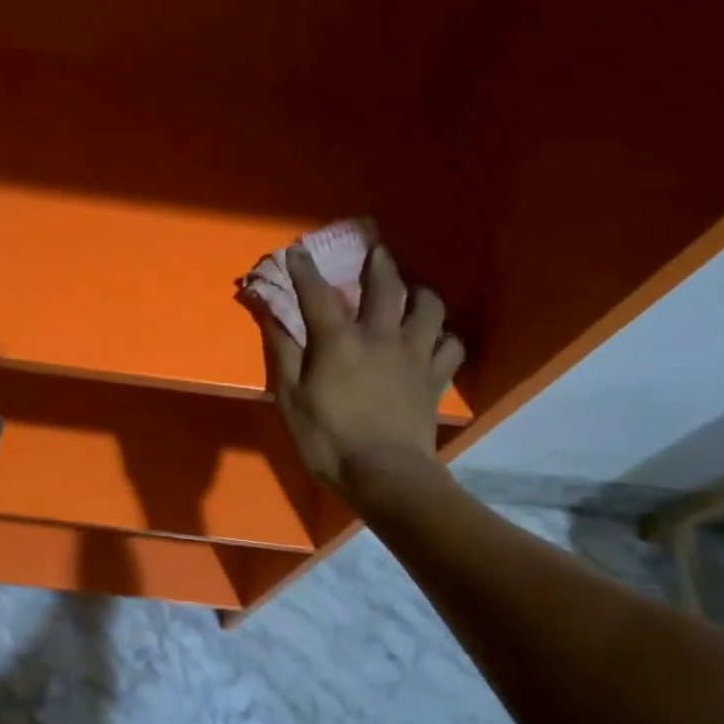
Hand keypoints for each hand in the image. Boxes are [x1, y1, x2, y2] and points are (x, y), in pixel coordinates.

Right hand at [260, 244, 463, 500]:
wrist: (384, 474)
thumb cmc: (328, 440)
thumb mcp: (290, 400)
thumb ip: (283, 353)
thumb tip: (271, 315)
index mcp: (339, 341)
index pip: (318, 294)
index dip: (306, 270)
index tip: (298, 250)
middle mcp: (380, 336)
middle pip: (385, 285)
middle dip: (377, 262)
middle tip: (376, 250)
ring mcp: (415, 355)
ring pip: (429, 307)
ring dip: (421, 291)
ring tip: (415, 289)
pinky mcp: (436, 378)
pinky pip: (452, 346)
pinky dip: (446, 336)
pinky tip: (438, 337)